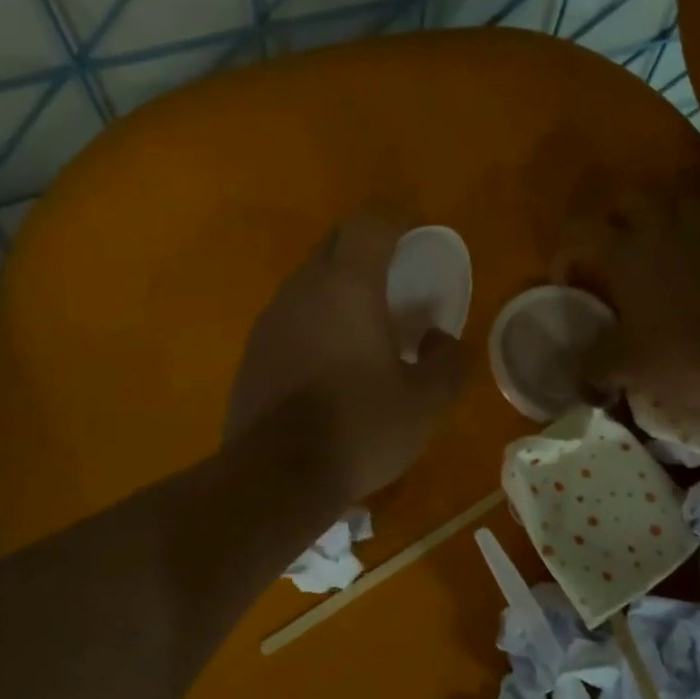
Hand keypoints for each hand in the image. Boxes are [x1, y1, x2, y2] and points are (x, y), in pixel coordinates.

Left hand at [226, 214, 468, 505]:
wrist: (275, 476)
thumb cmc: (359, 428)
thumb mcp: (425, 403)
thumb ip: (447, 362)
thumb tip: (441, 339)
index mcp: (346, 286)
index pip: (368, 224)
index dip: (396, 221)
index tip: (417, 235)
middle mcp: (302, 290)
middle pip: (335, 245)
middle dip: (367, 250)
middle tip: (396, 279)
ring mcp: (270, 320)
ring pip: (309, 282)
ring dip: (339, 288)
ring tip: (366, 325)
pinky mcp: (252, 351)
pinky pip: (291, 317)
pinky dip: (315, 321)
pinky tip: (331, 363)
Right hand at [559, 193, 699, 409]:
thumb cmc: (688, 350)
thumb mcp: (629, 367)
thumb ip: (595, 366)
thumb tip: (579, 374)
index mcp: (625, 254)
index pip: (579, 231)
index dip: (565, 252)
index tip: (568, 283)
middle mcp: (661, 233)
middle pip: (630, 198)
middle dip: (614, 217)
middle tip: (611, 251)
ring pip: (676, 201)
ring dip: (660, 216)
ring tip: (655, 248)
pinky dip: (696, 239)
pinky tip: (695, 266)